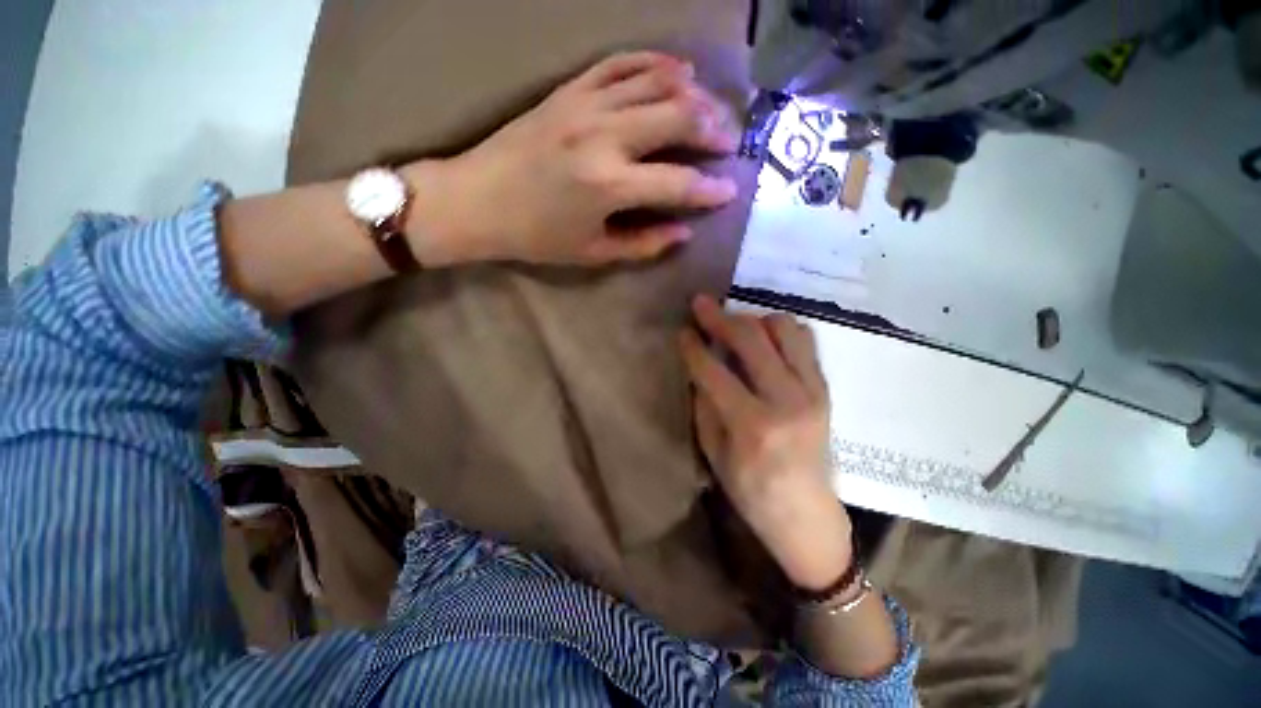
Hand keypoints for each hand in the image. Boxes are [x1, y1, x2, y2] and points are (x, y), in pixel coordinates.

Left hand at [404, 52, 740, 266]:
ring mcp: (585, 105)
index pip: (678, 184)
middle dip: (712, 129)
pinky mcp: (569, 90)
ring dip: (692, 94)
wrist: (476, 200)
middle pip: (678, 117)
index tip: (730, 192)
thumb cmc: (536, 236)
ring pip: (656, 82)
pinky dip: (655, 62)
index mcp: (609, 186)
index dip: (710, 190)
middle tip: (728, 142)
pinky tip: (677, 69)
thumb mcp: (593, 252)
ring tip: (711, 108)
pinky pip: (621, 63)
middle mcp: (604, 136)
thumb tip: (683, 233)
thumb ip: (643, 244)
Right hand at [679, 295, 853, 590]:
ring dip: (753, 319)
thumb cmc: (751, 491)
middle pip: (750, 339)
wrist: (807, 514)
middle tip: (701, 304)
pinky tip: (764, 339)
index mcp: (752, 425)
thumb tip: (698, 364)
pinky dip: (781, 330)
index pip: (714, 371)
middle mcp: (786, 400)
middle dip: (719, 317)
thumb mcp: (714, 454)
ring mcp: (812, 391)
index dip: (693, 346)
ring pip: (783, 329)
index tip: (682, 330)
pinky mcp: (824, 389)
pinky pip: (805, 341)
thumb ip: (705, 403)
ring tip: (735, 326)